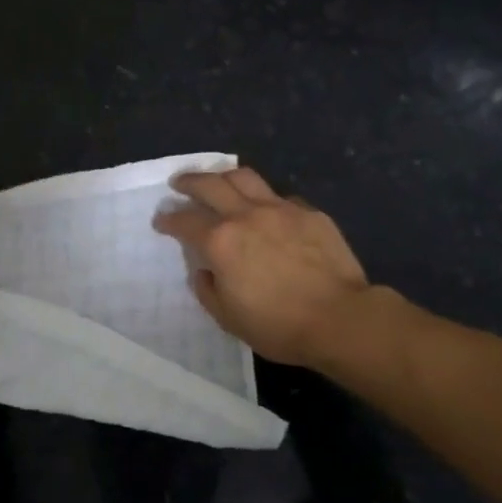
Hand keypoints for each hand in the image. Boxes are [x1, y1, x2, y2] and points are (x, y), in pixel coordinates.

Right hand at [152, 167, 369, 369]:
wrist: (340, 319)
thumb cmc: (278, 326)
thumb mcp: (228, 318)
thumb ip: (208, 289)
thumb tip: (205, 270)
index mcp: (220, 241)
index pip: (184, 221)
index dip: (168, 219)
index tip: (161, 220)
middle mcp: (246, 215)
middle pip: (210, 184)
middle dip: (189, 181)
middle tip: (180, 183)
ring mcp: (280, 209)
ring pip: (245, 177)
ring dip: (224, 176)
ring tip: (218, 181)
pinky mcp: (309, 213)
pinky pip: (280, 196)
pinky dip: (264, 199)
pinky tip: (266, 210)